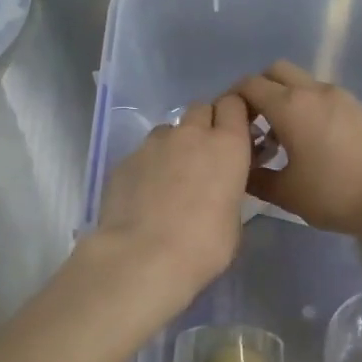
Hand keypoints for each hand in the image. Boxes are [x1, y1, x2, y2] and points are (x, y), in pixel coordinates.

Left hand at [95, 93, 252, 296]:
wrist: (143, 256)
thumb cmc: (204, 245)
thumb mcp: (233, 221)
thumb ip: (229, 192)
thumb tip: (219, 192)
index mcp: (228, 145)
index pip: (234, 104)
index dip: (235, 115)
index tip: (236, 133)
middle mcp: (191, 134)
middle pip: (201, 109)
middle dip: (205, 124)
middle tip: (206, 155)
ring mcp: (154, 144)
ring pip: (169, 129)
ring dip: (175, 143)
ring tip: (172, 176)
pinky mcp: (125, 160)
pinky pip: (144, 152)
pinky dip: (149, 165)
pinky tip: (146, 193)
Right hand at [233, 62, 361, 236]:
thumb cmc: (336, 193)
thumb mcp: (288, 194)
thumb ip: (256, 179)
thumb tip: (241, 171)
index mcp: (289, 106)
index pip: (249, 85)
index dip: (232, 100)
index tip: (227, 125)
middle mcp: (313, 91)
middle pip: (275, 71)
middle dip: (258, 90)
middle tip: (253, 125)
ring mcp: (340, 96)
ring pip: (302, 82)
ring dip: (285, 99)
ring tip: (282, 138)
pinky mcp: (359, 108)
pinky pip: (322, 96)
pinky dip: (307, 107)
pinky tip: (311, 142)